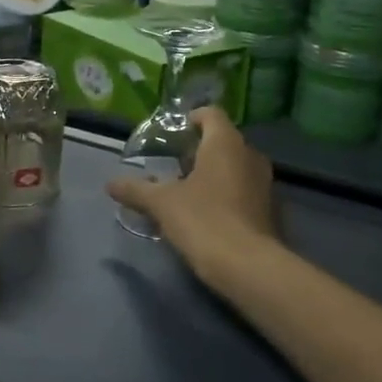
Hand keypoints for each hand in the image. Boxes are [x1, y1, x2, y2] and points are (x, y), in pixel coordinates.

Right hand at [107, 107, 279, 285]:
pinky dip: (227, 194)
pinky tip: (208, 215)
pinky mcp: (271, 209)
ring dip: (214, 174)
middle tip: (174, 166)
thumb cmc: (203, 221)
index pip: (211, 113)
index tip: (173, 135)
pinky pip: (245, 190)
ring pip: (236, 166)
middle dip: (199, 150)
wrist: (248, 267)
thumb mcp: (161, 204)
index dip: (191, 119)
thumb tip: (110, 184)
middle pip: (223, 141)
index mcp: (225, 143)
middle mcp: (250, 155)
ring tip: (188, 192)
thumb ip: (136, 190)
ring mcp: (265, 183)